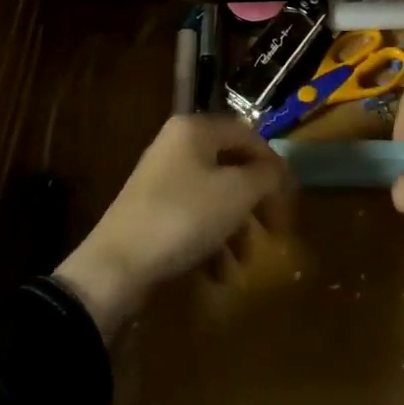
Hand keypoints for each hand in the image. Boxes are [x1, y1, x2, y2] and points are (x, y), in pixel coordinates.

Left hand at [54, 114, 288, 337]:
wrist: (115, 267)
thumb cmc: (183, 218)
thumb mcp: (236, 194)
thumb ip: (266, 175)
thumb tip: (280, 169)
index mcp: (195, 129)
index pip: (248, 135)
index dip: (273, 165)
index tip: (289, 200)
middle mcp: (177, 145)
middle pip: (231, 167)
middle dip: (254, 203)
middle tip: (273, 232)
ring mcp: (162, 179)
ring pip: (214, 196)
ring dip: (234, 230)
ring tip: (241, 264)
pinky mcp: (152, 212)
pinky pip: (193, 218)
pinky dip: (210, 243)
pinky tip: (217, 275)